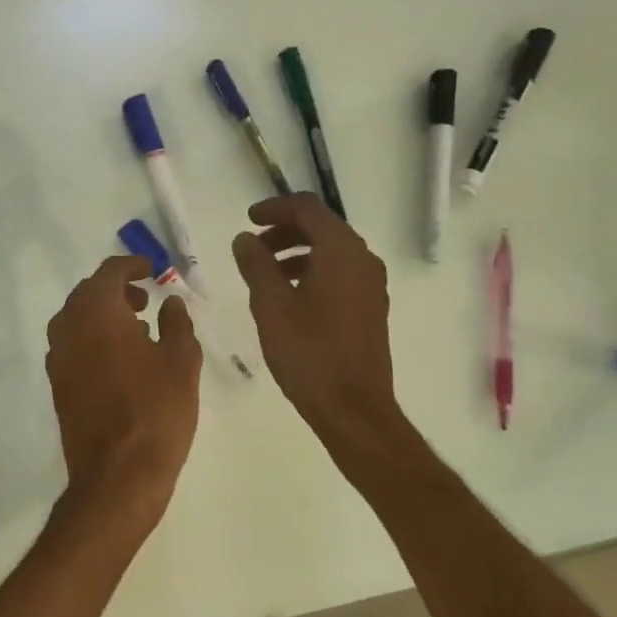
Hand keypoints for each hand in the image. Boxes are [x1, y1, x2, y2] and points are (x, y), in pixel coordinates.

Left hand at [45, 255, 202, 537]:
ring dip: (104, 315)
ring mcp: (58, 359)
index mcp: (97, 312)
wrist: (118, 476)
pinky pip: (73, 346)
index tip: (153, 270)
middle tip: (146, 299)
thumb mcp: (181, 360)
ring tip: (138, 329)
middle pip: (88, 293)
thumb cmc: (156, 410)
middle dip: (117, 290)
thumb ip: (177, 323)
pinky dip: (93, 339)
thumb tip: (171, 303)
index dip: (132, 266)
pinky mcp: (58, 386)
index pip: (109, 272)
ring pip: (77, 320)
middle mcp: (68, 328)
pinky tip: (121, 360)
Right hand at [232, 194, 398, 440]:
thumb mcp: (271, 304)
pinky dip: (313, 271)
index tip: (248, 221)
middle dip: (284, 230)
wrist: (353, 409)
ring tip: (265, 274)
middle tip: (253, 248)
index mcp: (341, 250)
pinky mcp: (371, 308)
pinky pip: (340, 274)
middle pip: (322, 227)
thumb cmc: (309, 352)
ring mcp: (371, 285)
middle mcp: (363, 259)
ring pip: (331, 252)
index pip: (308, 208)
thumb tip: (245, 239)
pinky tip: (290, 297)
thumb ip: (256, 264)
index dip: (275, 208)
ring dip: (297, 252)